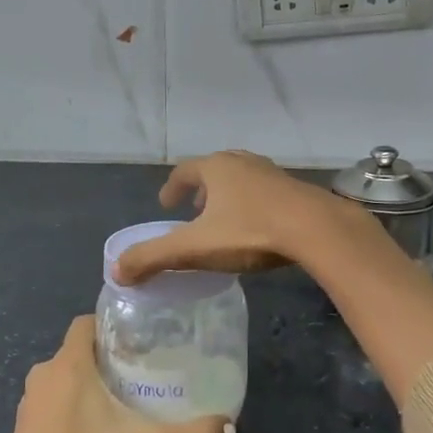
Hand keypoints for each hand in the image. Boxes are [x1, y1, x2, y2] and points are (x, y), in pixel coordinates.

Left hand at [0, 317, 232, 432]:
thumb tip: (229, 426)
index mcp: (69, 363)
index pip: (85, 322)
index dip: (110, 324)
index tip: (137, 338)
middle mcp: (45, 373)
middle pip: (77, 350)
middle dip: (105, 356)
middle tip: (138, 370)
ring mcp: (28, 401)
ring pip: (62, 377)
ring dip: (86, 382)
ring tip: (118, 399)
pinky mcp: (21, 427)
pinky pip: (49, 401)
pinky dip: (68, 405)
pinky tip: (90, 429)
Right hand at [113, 150, 373, 284]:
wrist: (316, 229)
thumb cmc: (250, 231)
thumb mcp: (194, 248)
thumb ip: (153, 257)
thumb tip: (116, 270)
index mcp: (216, 168)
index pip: (185, 171)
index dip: (172, 187)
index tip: (166, 204)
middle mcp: (243, 162)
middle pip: (214, 171)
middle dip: (201, 191)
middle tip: (194, 212)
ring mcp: (272, 173)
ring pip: (242, 180)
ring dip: (228, 197)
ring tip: (224, 221)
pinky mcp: (296, 190)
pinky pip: (265, 193)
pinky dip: (253, 205)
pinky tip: (258, 228)